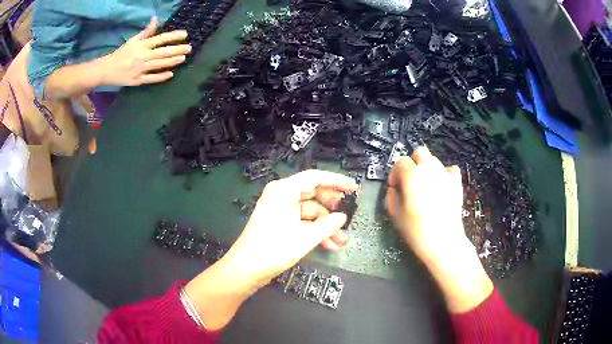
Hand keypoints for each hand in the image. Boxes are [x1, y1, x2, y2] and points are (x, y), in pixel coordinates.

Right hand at [100, 17, 190, 85]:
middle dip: (177, 50)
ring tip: (183, 58)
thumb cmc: (122, 53)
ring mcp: (140, 69)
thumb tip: (156, 19)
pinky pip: (151, 78)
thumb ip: (146, 31)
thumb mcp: (133, 40)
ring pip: (159, 64)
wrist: (107, 70)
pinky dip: (161, 76)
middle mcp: (142, 56)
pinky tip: (171, 74)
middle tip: (189, 48)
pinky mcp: (137, 80)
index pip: (160, 39)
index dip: (173, 36)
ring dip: (172, 61)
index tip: (185, 34)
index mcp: (142, 45)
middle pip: (162, 52)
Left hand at [223, 170, 357, 288]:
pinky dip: (315, 231)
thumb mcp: (306, 237)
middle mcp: (281, 196)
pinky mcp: (279, 224)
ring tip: (341, 241)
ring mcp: (279, 210)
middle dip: (332, 208)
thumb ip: (328, 225)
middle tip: (348, 215)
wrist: (246, 269)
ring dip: (325, 225)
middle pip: (313, 195)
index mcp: (284, 190)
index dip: (337, 181)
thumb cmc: (274, 249)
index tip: (354, 188)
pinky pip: (302, 222)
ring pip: (309, 212)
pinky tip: (328, 245)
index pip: (315, 178)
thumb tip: (342, 218)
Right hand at [386, 146, 471, 264]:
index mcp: (412, 175)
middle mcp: (429, 168)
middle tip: (409, 182)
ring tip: (425, 187)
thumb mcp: (395, 214)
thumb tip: (394, 187)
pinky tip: (441, 186)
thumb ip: (391, 195)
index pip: (400, 162)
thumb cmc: (416, 230)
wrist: (443, 241)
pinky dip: (444, 174)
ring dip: (426, 168)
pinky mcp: (456, 182)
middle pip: (419, 152)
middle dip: (412, 163)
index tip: (394, 187)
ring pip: (434, 160)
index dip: (394, 173)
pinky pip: (450, 169)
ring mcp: (445, 174)